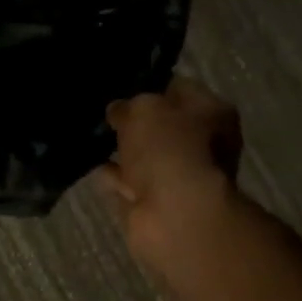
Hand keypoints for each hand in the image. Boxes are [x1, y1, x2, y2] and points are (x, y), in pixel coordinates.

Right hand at [102, 79, 244, 268]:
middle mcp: (202, 144)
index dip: (149, 86)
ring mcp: (178, 176)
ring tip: (89, 137)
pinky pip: (127, 182)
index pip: (178, 89)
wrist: (174, 214)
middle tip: (101, 113)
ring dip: (120, 150)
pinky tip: (90, 165)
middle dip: (132, 122)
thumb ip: (127, 105)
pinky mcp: (155, 203)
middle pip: (161, 126)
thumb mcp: (143, 109)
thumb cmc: (168, 148)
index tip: (120, 87)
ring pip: (142, 156)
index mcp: (212, 112)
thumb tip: (117, 111)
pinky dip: (111, 176)